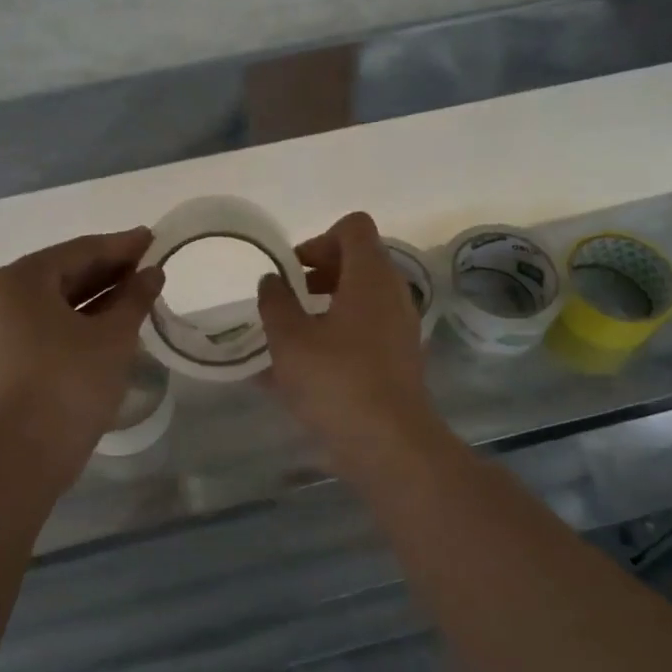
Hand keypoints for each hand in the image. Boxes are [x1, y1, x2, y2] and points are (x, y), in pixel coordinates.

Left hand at [0, 228, 163, 481]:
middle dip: (112, 269)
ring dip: (101, 296)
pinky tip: (115, 323)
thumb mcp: (113, 337)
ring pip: (62, 301)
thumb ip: (134, 298)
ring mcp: (6, 330)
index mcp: (24, 279)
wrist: (20, 456)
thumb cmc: (68, 383)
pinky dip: (85, 320)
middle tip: (152, 264)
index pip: (82, 250)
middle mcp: (7, 297)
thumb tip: (152, 272)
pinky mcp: (13, 358)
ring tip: (141, 292)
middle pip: (68, 272)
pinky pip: (54, 325)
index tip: (154, 238)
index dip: (122, 245)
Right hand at [257, 211, 444, 470]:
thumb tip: (272, 280)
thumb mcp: (289, 339)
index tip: (292, 270)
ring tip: (287, 335)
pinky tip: (300, 370)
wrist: (388, 444)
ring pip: (359, 299)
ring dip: (324, 307)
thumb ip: (276, 301)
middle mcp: (392, 294)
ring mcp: (399, 328)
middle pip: (357, 261)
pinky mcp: (397, 360)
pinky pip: (362, 332)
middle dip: (317, 273)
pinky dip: (334, 336)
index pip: (353, 227)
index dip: (319, 238)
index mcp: (370, 277)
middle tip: (286, 298)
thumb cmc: (336, 381)